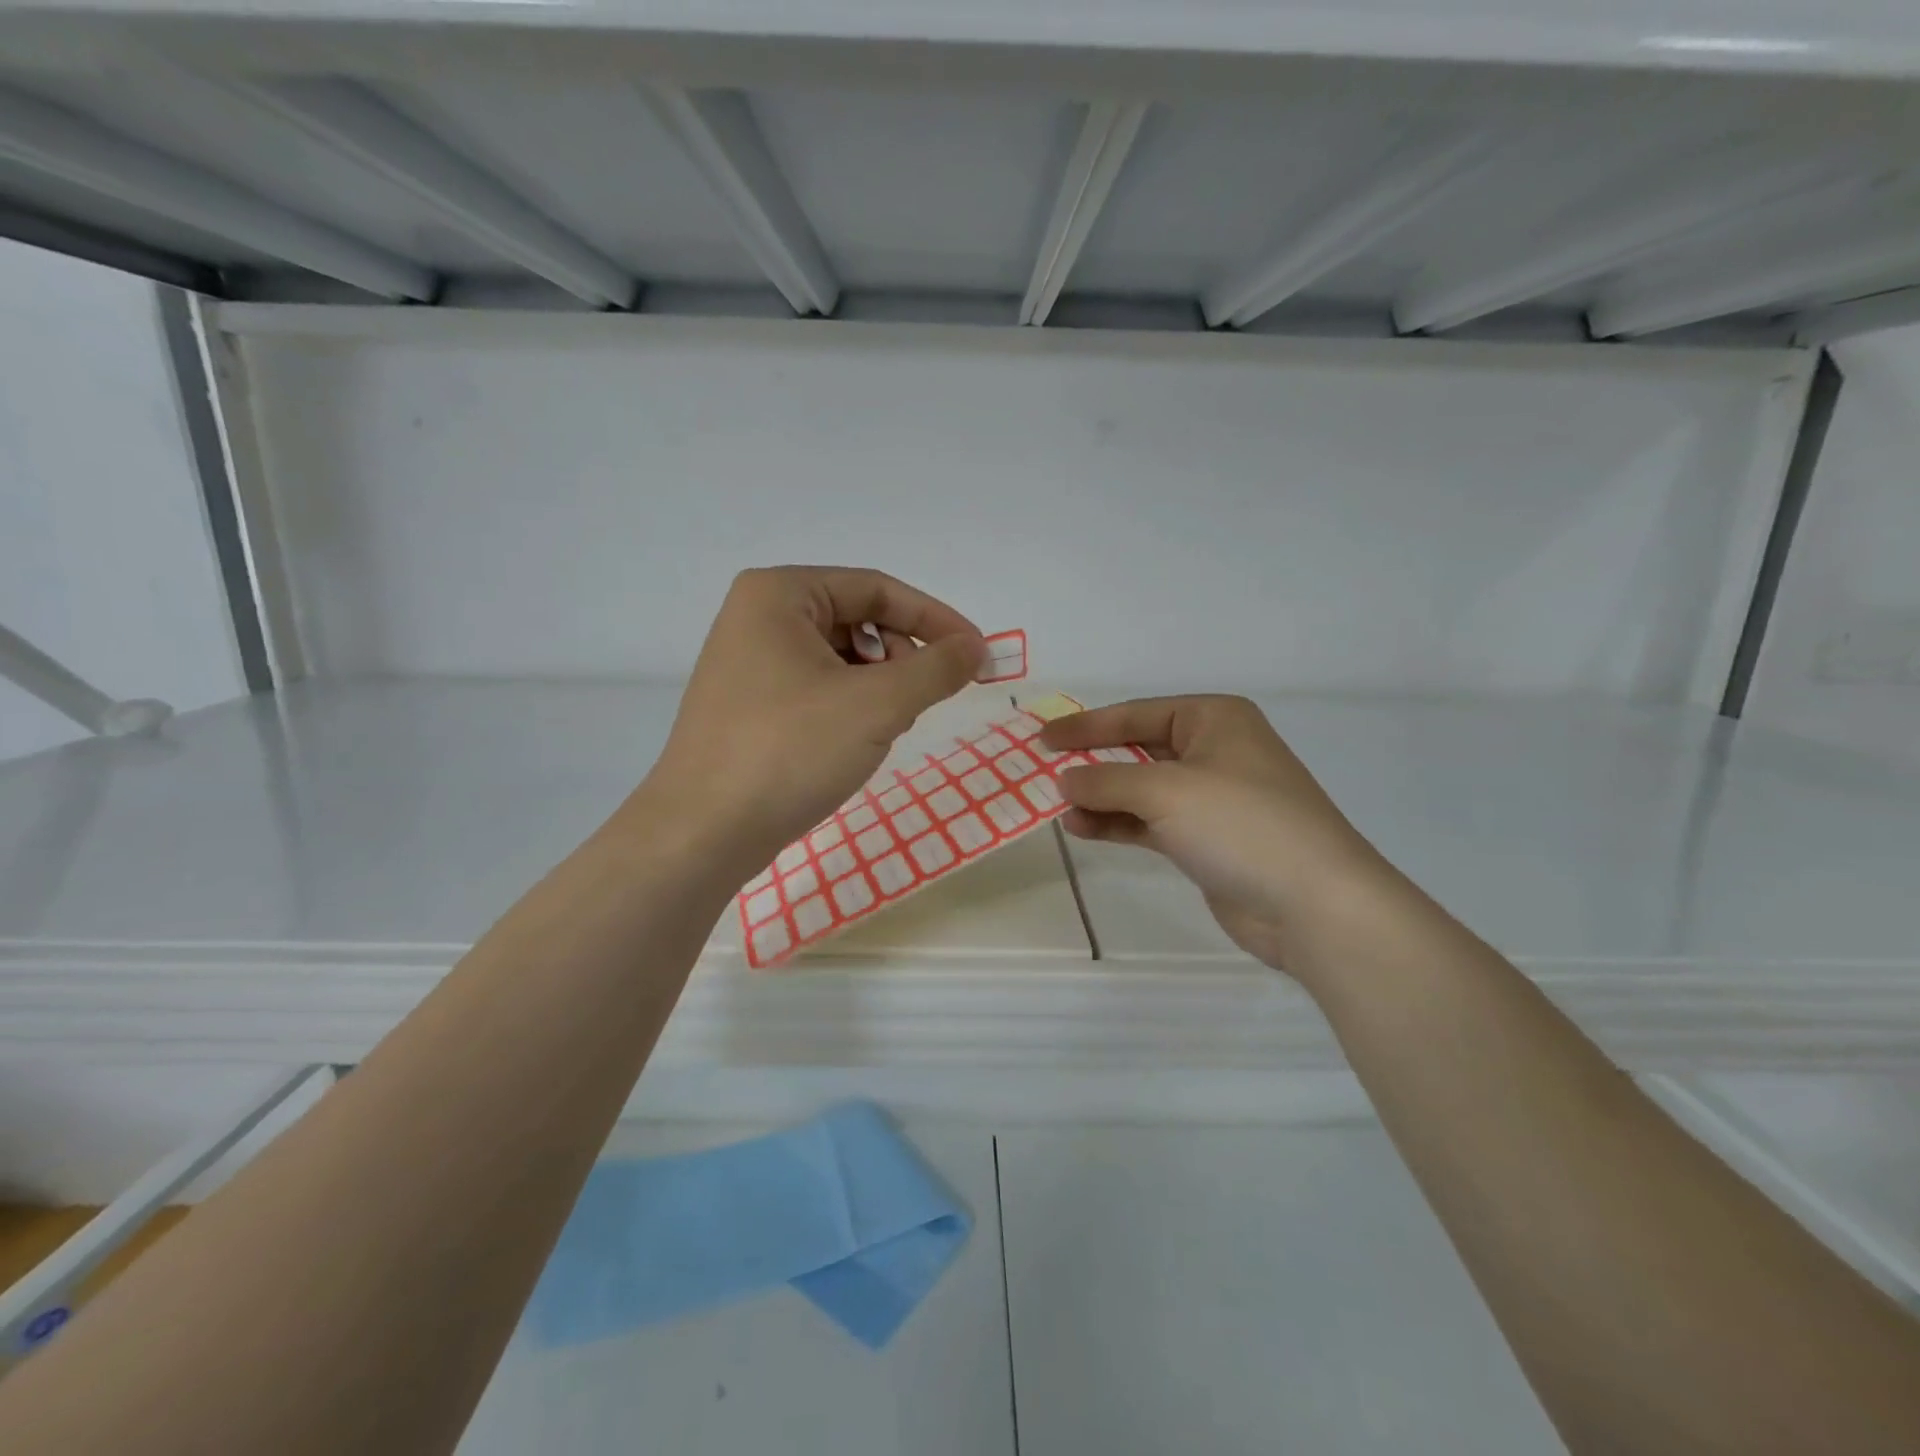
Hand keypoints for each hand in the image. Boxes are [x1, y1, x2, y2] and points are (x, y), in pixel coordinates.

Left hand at [649, 567, 985, 873]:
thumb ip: (936, 668)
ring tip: (888, 726)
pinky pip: (817, 687)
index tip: (977, 653)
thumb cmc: (789, 752)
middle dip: (902, 656)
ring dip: (879, 685)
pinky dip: (850, 705)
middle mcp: (757, 616)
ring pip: (839, 657)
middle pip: (857, 620)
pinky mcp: (748, 704)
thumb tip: (976, 647)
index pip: (877, 589)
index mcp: (780, 594)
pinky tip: (856, 742)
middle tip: (926, 698)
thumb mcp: (876, 705)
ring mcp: (748, 662)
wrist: (701, 833)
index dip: (935, 619)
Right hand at [1042, 696, 1396, 978]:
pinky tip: (1083, 829)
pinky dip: (1118, 823)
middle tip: (1044, 771)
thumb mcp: (1165, 791)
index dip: (1086, 725)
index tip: (1042, 737)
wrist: (1314, 904)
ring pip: (1142, 789)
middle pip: (1138, 749)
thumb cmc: (1240, 824)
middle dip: (1093, 762)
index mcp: (1214, 719)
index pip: (1136, 714)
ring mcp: (1213, 798)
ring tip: (1059, 808)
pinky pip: (1151, 822)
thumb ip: (1105, 781)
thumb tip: (1063, 779)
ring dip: (1101, 797)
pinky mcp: (1208, 840)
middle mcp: (1215, 751)